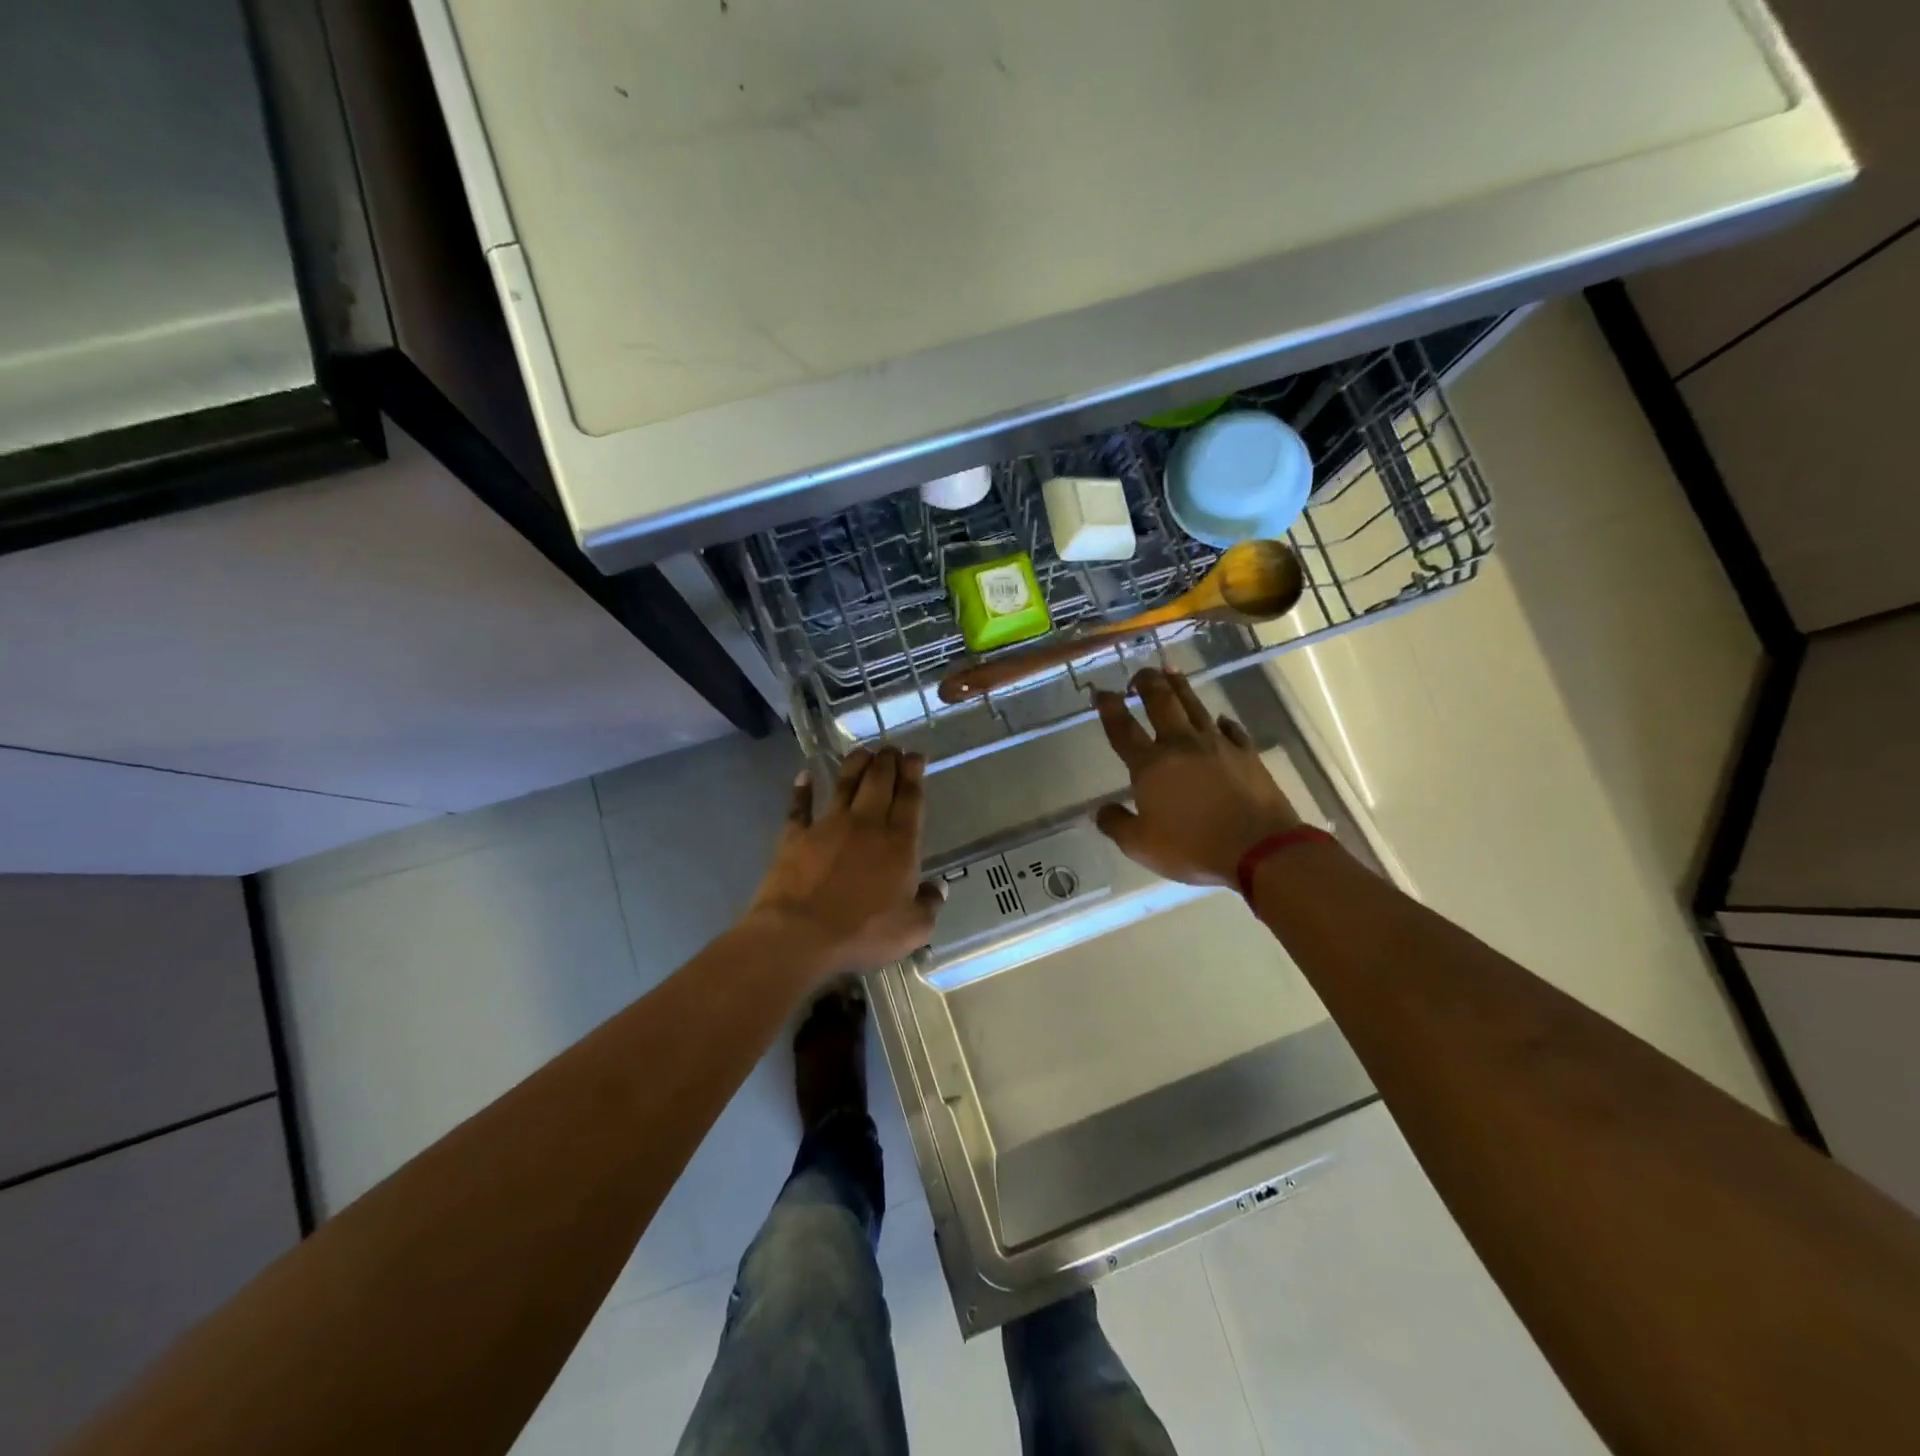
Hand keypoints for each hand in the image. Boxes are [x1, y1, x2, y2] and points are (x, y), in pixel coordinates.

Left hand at [745, 746, 943, 977]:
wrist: (799, 934)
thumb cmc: (863, 933)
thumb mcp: (912, 929)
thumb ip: (929, 905)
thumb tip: (939, 888)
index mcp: (899, 842)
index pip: (910, 798)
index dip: (914, 773)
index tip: (915, 756)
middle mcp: (866, 824)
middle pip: (879, 781)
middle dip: (888, 760)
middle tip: (892, 748)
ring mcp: (828, 825)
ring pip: (844, 783)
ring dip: (855, 764)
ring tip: (863, 751)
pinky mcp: (796, 835)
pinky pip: (799, 806)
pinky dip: (801, 789)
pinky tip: (804, 775)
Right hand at [1093, 669, 1303, 886]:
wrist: (1258, 847)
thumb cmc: (1192, 846)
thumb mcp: (1141, 845)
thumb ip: (1116, 824)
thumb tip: (1101, 810)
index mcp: (1150, 765)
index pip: (1123, 729)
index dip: (1109, 708)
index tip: (1100, 691)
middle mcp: (1181, 745)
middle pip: (1161, 703)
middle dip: (1147, 682)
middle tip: (1140, 673)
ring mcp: (1217, 745)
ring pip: (1194, 706)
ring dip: (1180, 686)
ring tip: (1171, 671)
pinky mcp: (1246, 753)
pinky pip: (1231, 729)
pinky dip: (1221, 722)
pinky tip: (1219, 719)